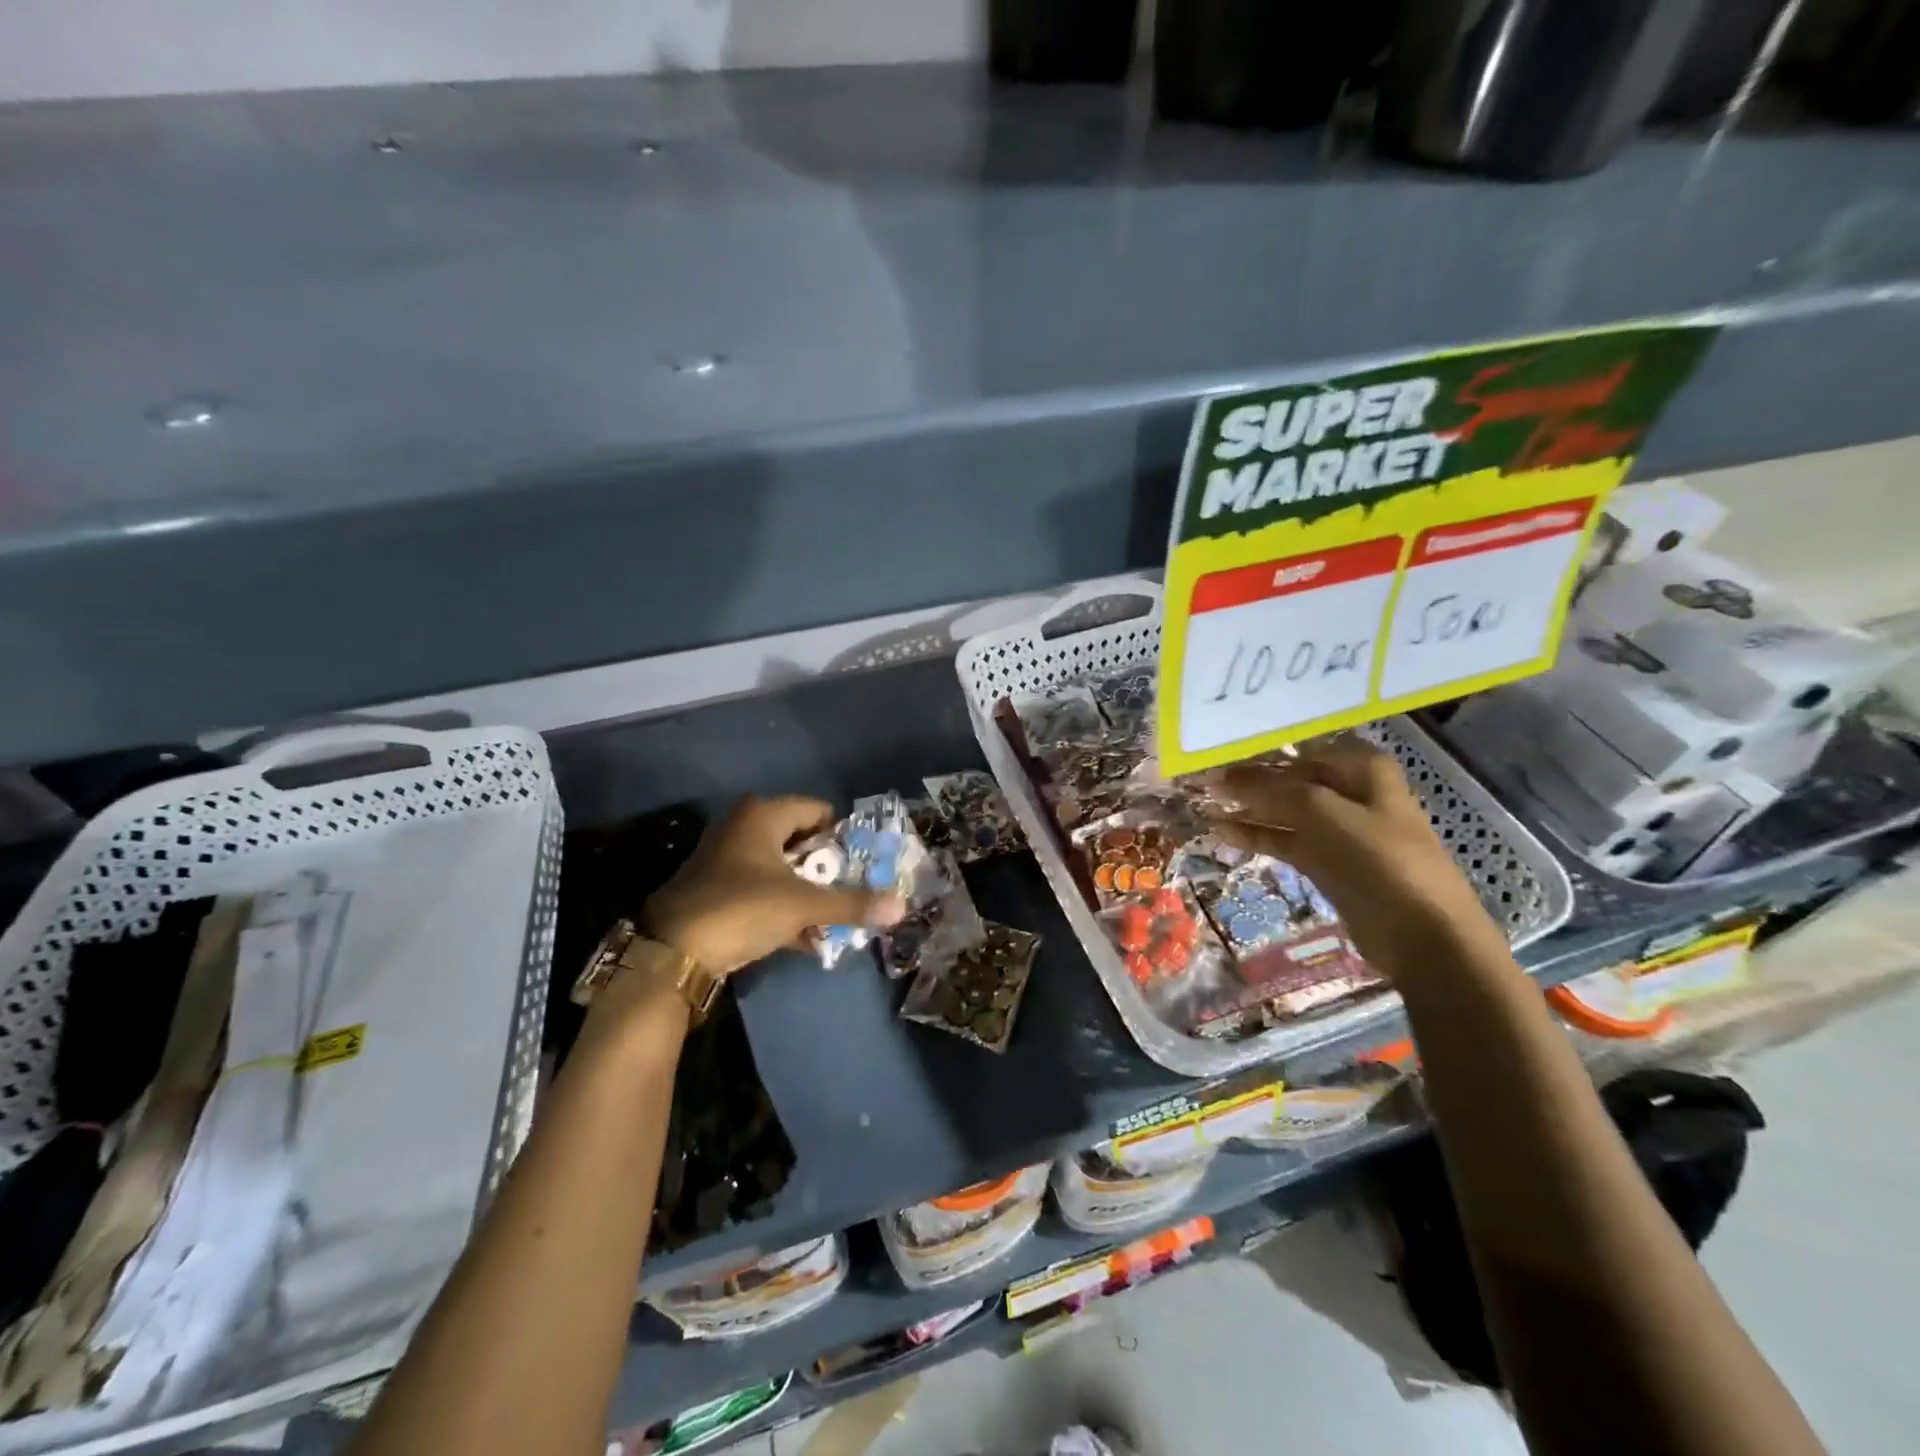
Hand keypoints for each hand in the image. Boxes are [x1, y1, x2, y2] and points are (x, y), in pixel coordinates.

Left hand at [642, 795, 906, 975]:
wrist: (672, 951)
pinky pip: (762, 891)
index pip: (817, 810)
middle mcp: (742, 827)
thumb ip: (851, 904)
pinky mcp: (716, 889)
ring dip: (806, 892)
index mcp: (763, 815)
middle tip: (851, 890)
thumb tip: (901, 906)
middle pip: (799, 840)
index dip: (842, 834)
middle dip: (826, 868)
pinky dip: (783, 908)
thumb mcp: (803, 905)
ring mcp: (726, 859)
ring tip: (833, 917)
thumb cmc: (742, 908)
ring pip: (780, 868)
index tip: (862, 862)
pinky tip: (805, 938)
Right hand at [1198, 737, 1497, 974]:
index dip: (1259, 748)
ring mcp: (1338, 828)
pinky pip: (1284, 839)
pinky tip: (1220, 831)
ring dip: (1247, 807)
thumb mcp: (1323, 812)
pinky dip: (1256, 835)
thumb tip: (1225, 775)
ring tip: (1203, 802)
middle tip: (1202, 777)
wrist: (1422, 932)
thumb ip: (1272, 789)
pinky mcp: (1326, 860)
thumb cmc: (1380, 857)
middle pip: (1289, 777)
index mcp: (1361, 766)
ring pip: (1283, 810)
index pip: (1300, 746)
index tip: (1216, 750)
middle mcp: (1350, 791)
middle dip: (1248, 777)